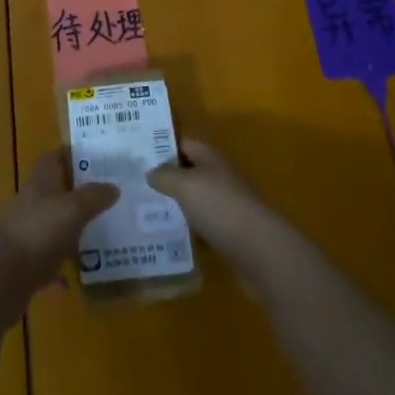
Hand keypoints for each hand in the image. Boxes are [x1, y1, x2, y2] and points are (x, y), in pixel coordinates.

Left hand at [0, 147, 118, 291]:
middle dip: (74, 194)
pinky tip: (74, 280)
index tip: (92, 157)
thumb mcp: (72, 209)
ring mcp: (24, 236)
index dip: (68, 154)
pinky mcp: (21, 267)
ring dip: (68, 232)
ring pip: (50, 228)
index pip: (51, 159)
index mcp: (39, 184)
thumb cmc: (37, 232)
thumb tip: (113, 186)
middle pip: (52, 193)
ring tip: (97, 236)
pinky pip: (45, 265)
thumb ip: (93, 197)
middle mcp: (30, 206)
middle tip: (104, 198)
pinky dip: (59, 270)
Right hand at [148, 137, 289, 284]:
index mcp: (212, 158)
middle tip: (133, 184)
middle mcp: (220, 177)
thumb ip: (165, 175)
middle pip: (189, 171)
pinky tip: (167, 238)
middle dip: (165, 177)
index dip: (161, 145)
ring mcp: (227, 206)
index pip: (184, 142)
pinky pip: (202, 226)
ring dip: (175, 205)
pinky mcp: (229, 234)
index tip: (136, 153)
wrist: (261, 252)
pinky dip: (187, 230)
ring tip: (142, 211)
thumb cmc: (221, 208)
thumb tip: (150, 171)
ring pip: (195, 200)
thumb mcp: (186, 185)